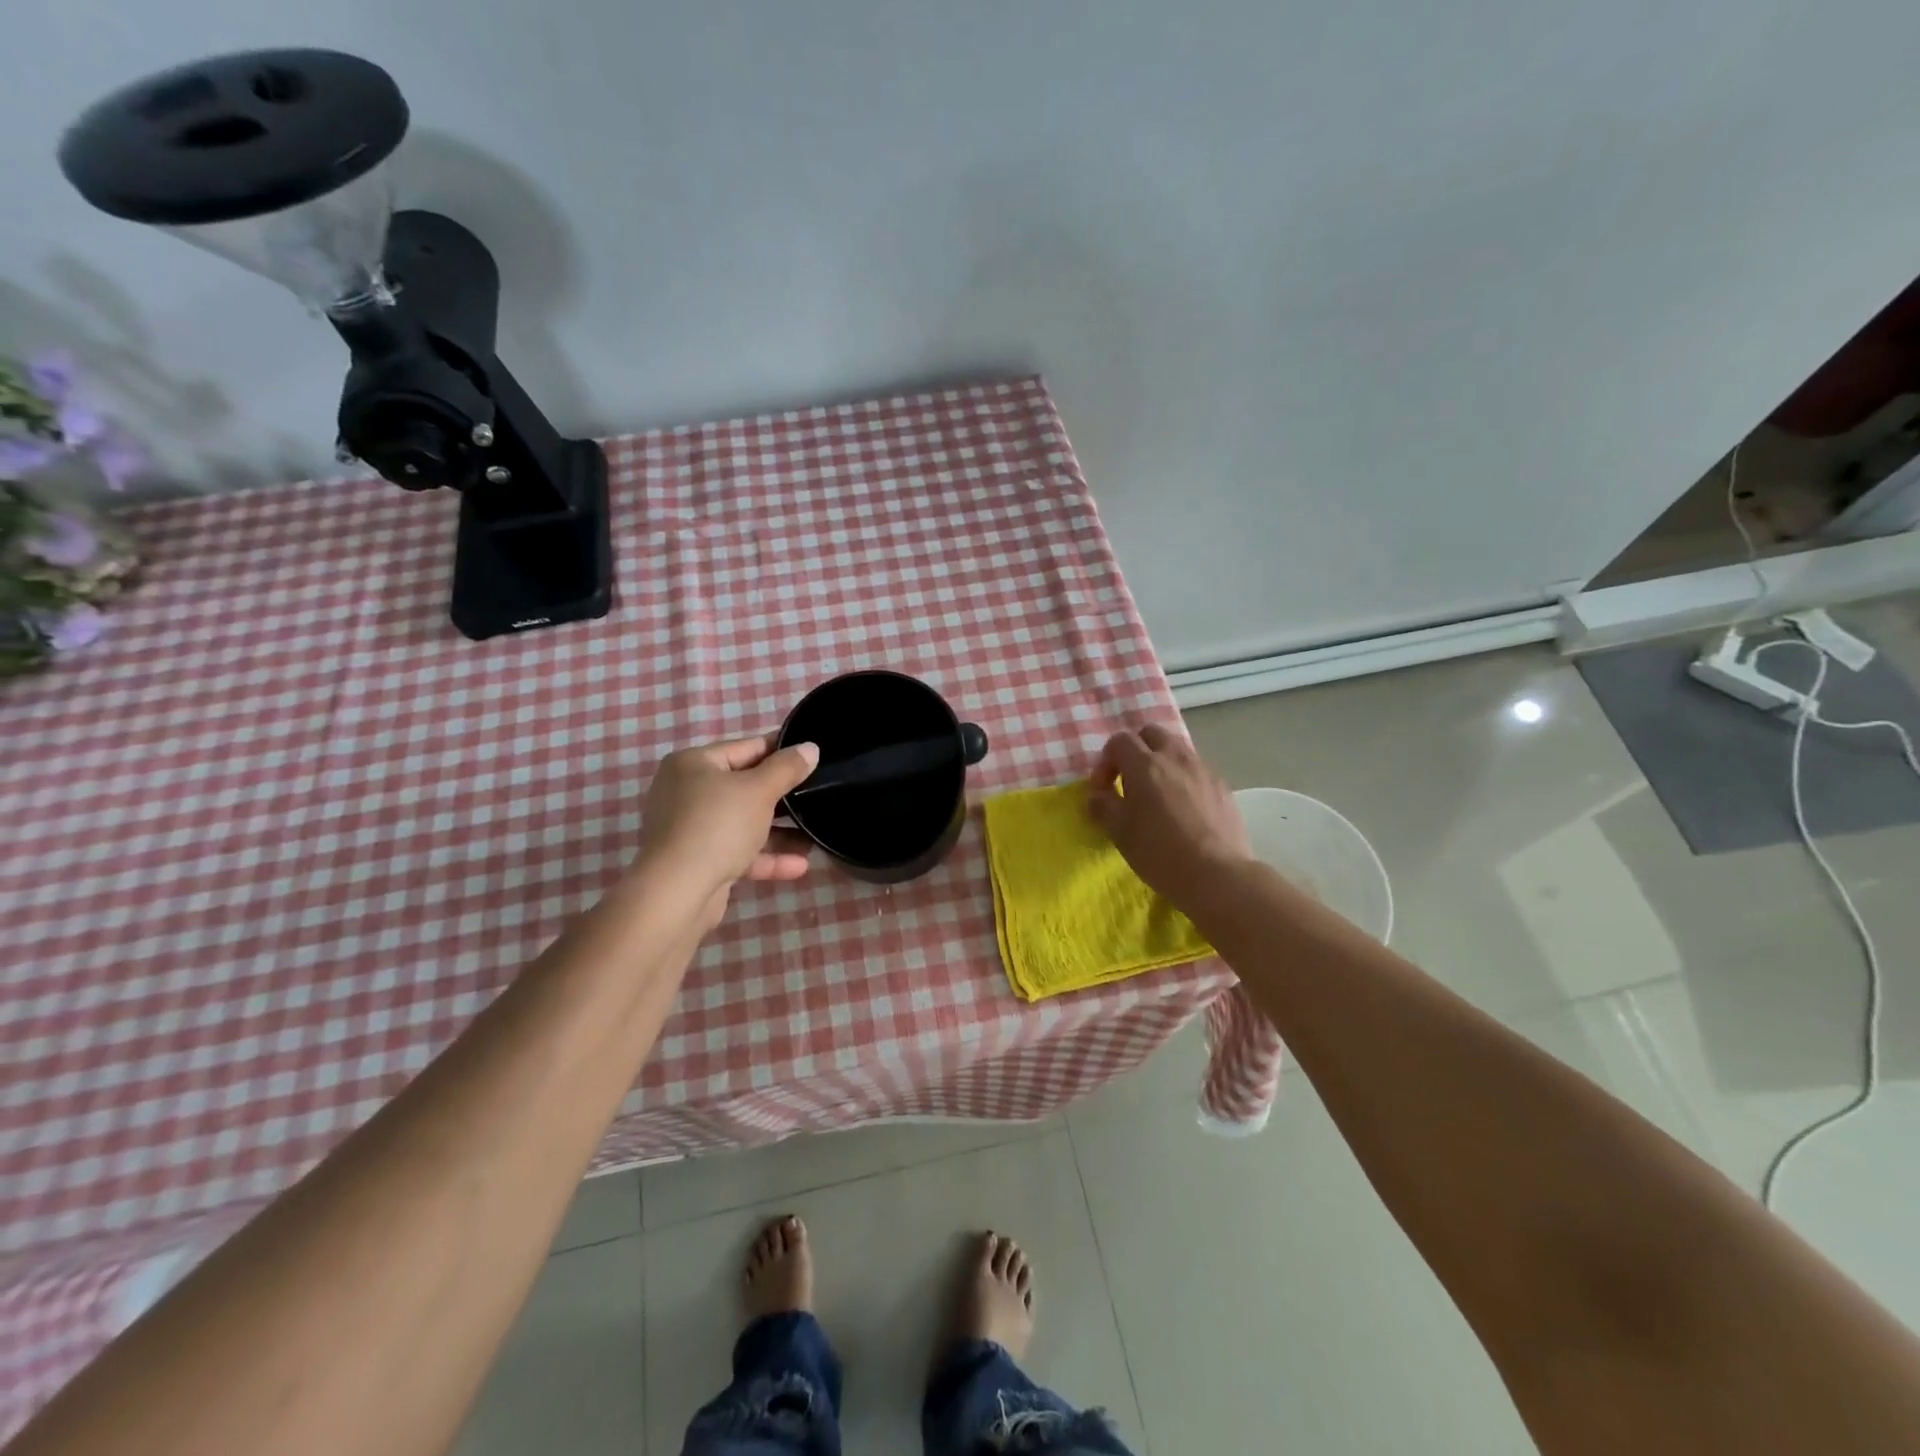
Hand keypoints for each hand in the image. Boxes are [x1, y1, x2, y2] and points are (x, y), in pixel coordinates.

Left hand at [637, 733, 819, 923]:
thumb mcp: (759, 790)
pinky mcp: (698, 861)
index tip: (813, 757)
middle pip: (745, 787)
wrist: (677, 892)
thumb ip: (787, 768)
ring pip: (744, 823)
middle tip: (819, 795)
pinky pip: (738, 852)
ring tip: (815, 836)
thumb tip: (810, 748)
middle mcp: (686, 792)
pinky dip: (766, 857)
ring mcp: (691, 829)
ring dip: (779, 832)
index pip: (747, 748)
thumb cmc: (717, 825)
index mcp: (693, 764)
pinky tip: (800, 865)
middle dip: (783, 797)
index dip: (782, 751)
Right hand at [1087, 725, 1252, 908]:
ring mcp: (1203, 769)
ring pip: (1177, 749)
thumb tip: (1098, 795)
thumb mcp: (1119, 832)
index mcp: (1145, 765)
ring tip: (1158, 793)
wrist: (1217, 875)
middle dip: (1136, 750)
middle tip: (1130, 781)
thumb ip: (1103, 805)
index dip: (1106, 762)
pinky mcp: (1223, 786)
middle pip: (1151, 733)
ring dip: (1162, 762)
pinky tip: (1184, 808)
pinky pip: (1197, 769)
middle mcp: (1175, 757)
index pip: (1119, 741)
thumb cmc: (1159, 852)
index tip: (1104, 790)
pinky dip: (1184, 778)